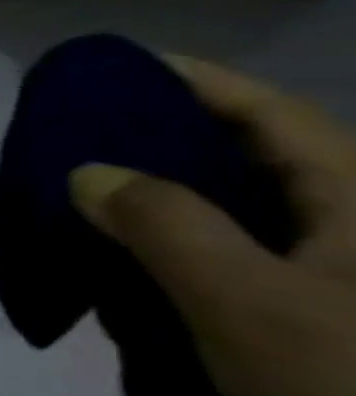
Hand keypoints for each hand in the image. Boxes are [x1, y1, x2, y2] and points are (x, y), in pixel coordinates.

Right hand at [70, 56, 355, 395]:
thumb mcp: (249, 300)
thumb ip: (161, 224)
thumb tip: (87, 173)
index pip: (267, 116)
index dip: (192, 83)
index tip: (113, 70)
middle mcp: (338, 229)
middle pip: (235, 162)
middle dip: (149, 146)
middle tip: (67, 141)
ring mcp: (314, 280)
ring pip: (214, 219)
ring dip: (140, 209)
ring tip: (67, 200)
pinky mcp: (287, 325)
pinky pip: (205, 271)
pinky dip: (150, 262)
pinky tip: (101, 268)